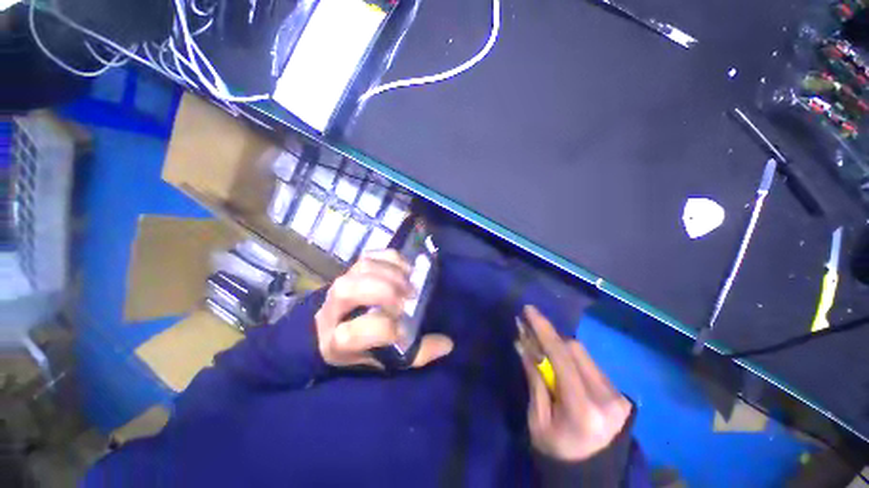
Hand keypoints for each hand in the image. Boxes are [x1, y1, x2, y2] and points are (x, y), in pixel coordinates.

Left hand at [314, 250, 452, 368]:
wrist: (333, 329)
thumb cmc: (362, 348)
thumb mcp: (386, 359)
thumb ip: (417, 353)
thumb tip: (447, 344)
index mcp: (335, 342)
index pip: (350, 334)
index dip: (383, 329)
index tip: (404, 330)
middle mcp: (331, 308)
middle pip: (349, 290)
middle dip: (384, 291)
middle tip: (409, 298)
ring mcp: (340, 283)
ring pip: (362, 267)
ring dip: (391, 273)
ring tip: (409, 284)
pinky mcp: (352, 268)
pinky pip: (372, 254)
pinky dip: (392, 259)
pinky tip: (406, 270)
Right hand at [517, 305, 631, 461]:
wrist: (591, 475)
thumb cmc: (556, 451)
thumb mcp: (537, 419)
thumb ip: (534, 378)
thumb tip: (522, 343)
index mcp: (582, 409)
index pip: (561, 357)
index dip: (543, 329)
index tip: (529, 310)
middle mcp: (606, 398)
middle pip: (573, 349)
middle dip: (549, 336)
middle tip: (528, 329)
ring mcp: (617, 395)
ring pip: (583, 353)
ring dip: (559, 346)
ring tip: (541, 346)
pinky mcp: (619, 394)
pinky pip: (589, 364)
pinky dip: (570, 357)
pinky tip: (559, 363)